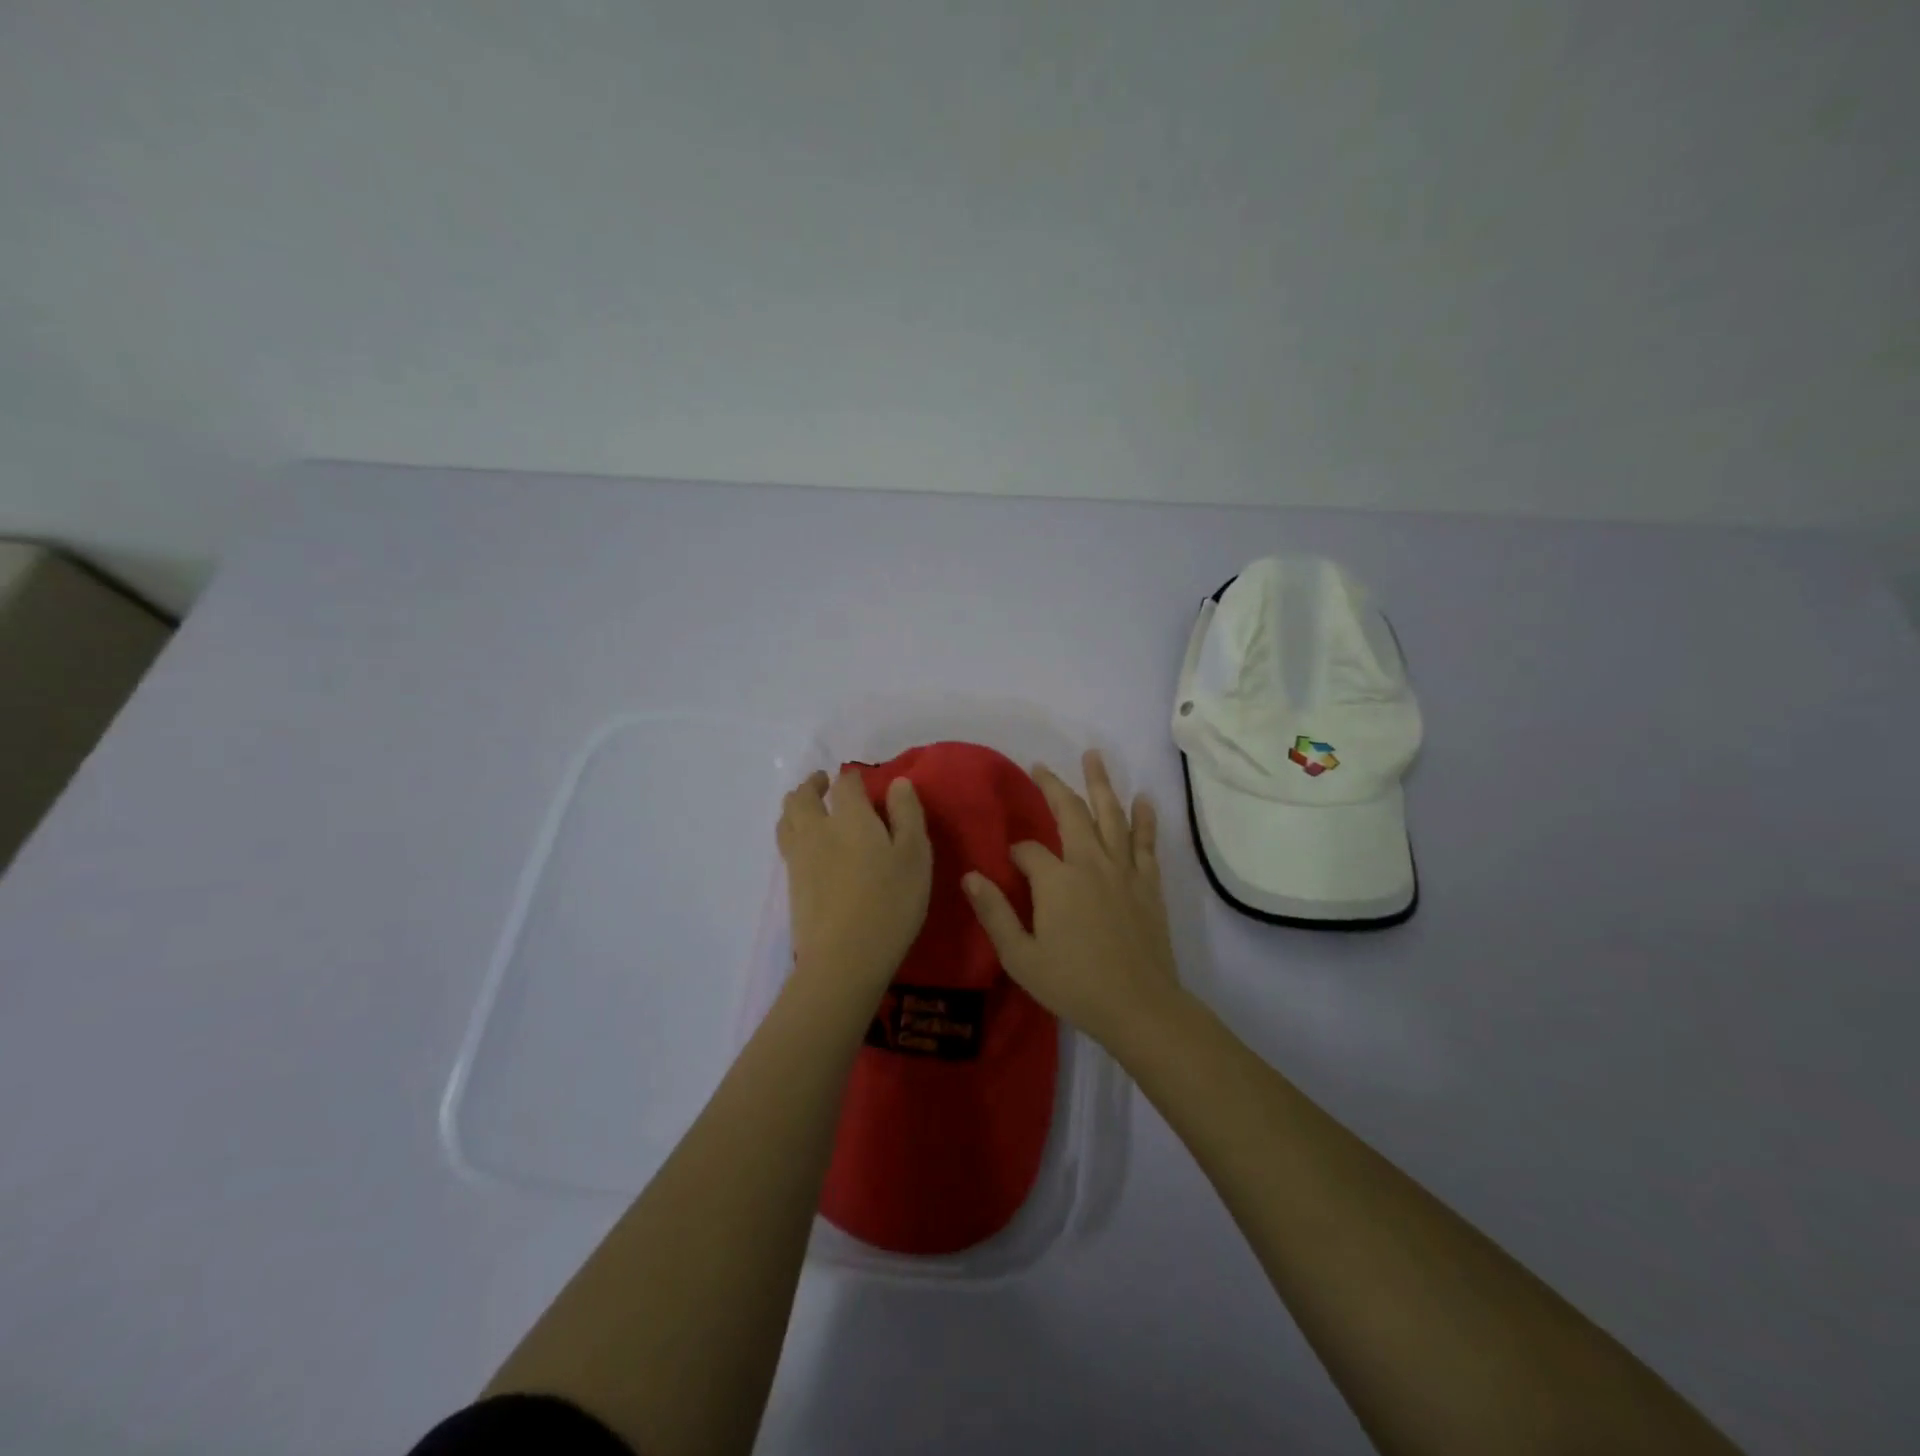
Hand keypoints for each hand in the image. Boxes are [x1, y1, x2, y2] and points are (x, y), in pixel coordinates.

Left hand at [777, 769, 932, 1002]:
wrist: (844, 958)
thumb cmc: (890, 902)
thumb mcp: (915, 855)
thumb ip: (907, 814)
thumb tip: (898, 783)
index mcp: (850, 817)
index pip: (845, 783)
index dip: (852, 778)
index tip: (859, 780)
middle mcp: (817, 829)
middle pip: (802, 796)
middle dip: (813, 785)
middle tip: (824, 783)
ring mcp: (799, 857)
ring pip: (787, 818)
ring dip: (796, 805)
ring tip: (807, 807)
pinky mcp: (791, 884)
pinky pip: (785, 843)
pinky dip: (792, 830)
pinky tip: (805, 843)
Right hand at [962, 750, 1184, 1050]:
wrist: (1139, 1006)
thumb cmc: (1073, 984)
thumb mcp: (1020, 957)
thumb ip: (994, 913)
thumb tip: (970, 876)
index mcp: (1056, 880)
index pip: (1029, 850)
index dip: (1016, 853)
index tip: (1010, 865)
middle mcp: (1090, 863)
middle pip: (1071, 813)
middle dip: (1053, 786)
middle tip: (1041, 765)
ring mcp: (1123, 870)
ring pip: (1111, 815)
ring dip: (1101, 784)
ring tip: (1093, 756)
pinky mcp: (1148, 884)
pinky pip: (1146, 842)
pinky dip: (1144, 818)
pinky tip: (1144, 799)